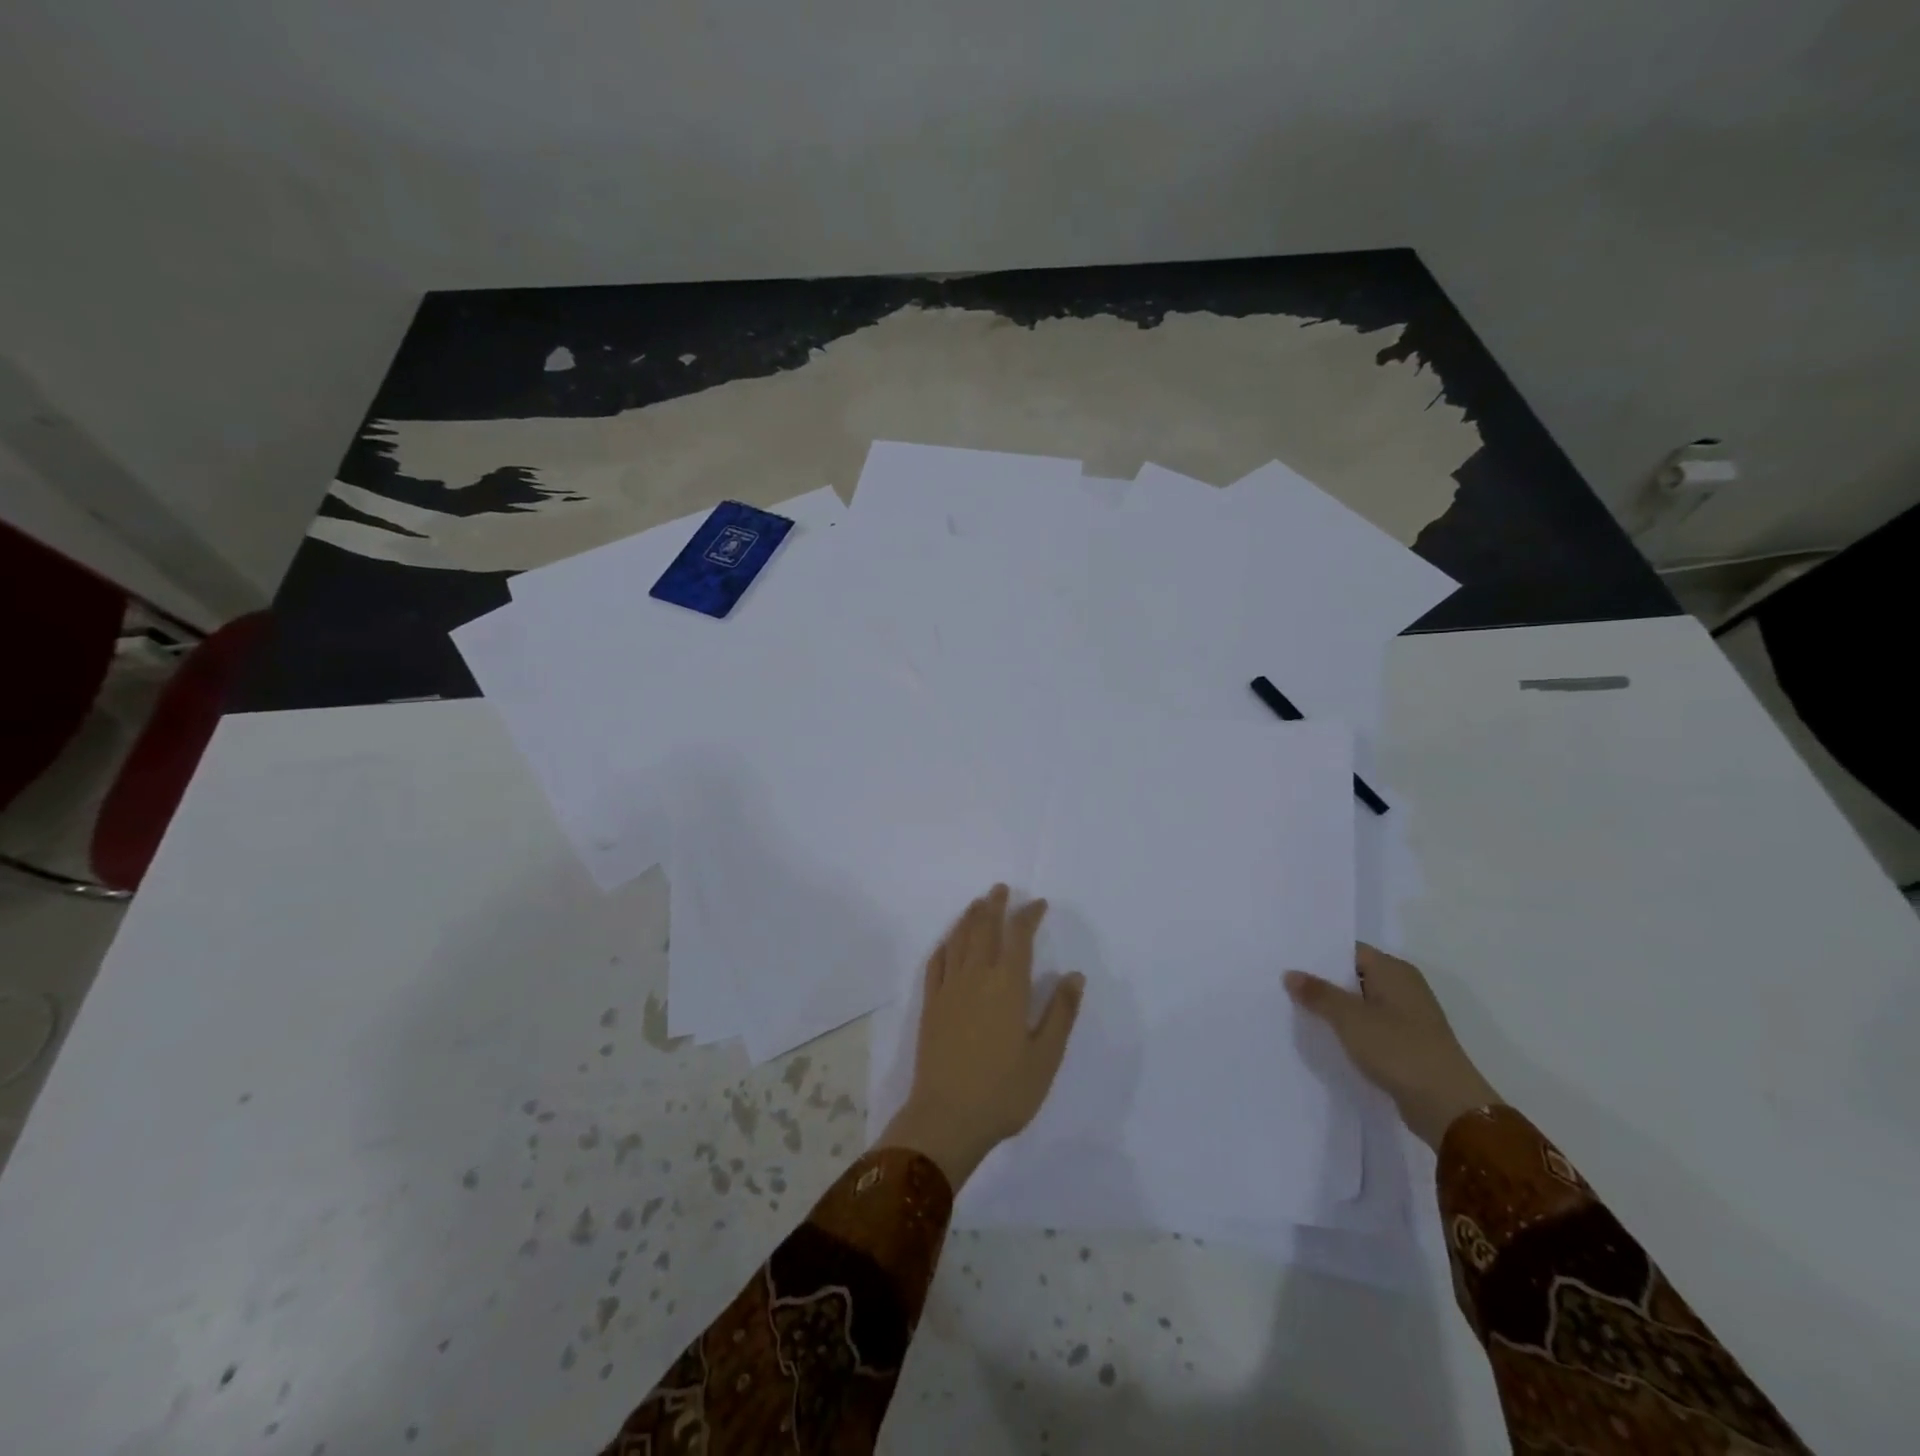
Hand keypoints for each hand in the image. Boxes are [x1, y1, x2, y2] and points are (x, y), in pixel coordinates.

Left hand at [878, 885, 1085, 1189]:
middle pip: (984, 930)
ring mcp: (949, 989)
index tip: (1038, 904)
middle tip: (1001, 889)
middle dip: (995, 906)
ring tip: (978, 904)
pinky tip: (948, 942)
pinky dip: (945, 945)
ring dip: (969, 918)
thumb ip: (1060, 1013)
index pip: (1019, 937)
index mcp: (1007, 986)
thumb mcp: (1045, 1057)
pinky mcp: (930, 1005)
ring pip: (959, 940)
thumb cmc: (1003, 1091)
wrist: (947, 1118)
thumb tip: (1074, 975)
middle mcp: (976, 977)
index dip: (1028, 916)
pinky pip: (936, 963)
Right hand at [1285, 945, 1499, 1149]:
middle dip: (1323, 981)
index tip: (1287, 959)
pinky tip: (1326, 1036)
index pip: (1349, 950)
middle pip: (1354, 975)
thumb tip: (1290, 974)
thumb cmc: (1398, 1049)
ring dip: (1335, 1008)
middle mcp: (1404, 987)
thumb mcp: (1349, 1018)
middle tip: (1284, 984)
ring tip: (1297, 1009)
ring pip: (1361, 1003)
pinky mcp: (1408, 1043)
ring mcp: (1409, 1017)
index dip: (1318, 954)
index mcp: (1394, 970)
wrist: (1448, 1107)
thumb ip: (1318, 993)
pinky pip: (1371, 1026)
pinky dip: (1350, 1028)